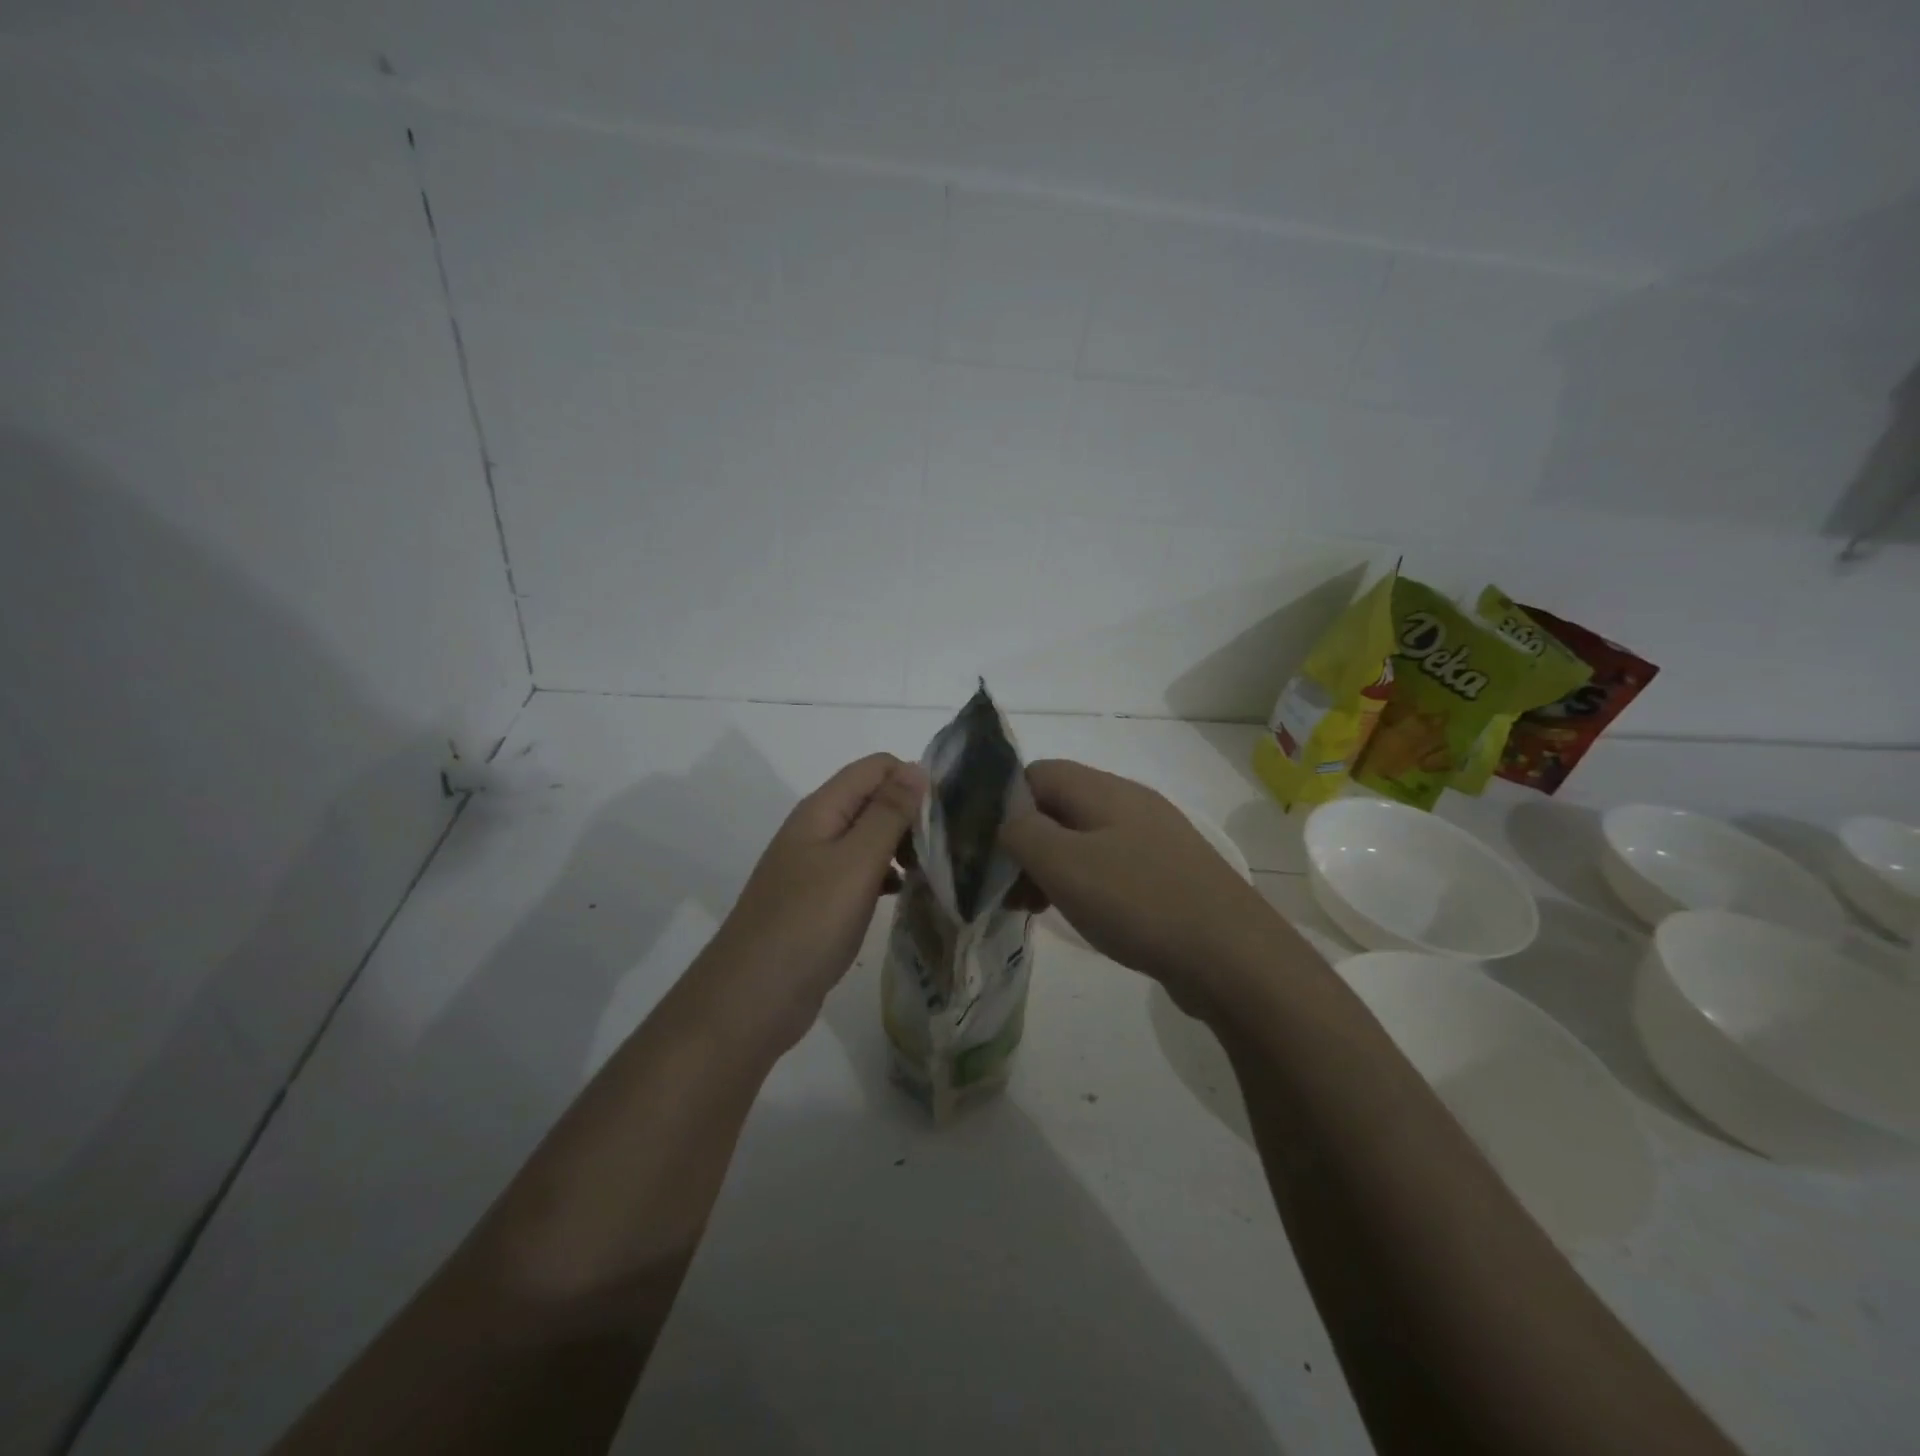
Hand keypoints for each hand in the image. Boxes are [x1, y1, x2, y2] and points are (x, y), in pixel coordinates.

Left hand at [703, 753, 927, 1049]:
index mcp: (822, 810)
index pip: (877, 767)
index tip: (950, 813)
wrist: (752, 998)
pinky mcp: (821, 900)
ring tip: (937, 871)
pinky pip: (862, 872)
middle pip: (873, 799)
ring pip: (870, 837)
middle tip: (948, 847)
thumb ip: (888, 814)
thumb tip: (917, 768)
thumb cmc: (807, 923)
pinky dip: (887, 876)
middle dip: (913, 814)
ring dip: (903, 846)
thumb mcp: (855, 863)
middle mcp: (818, 829)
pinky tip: (908, 895)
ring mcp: (817, 866)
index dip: (914, 780)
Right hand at [999, 759, 1275, 1015]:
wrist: (1232, 956)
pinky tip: (1079, 915)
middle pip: (1058, 807)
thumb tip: (1004, 819)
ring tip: (1033, 907)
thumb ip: (1021, 831)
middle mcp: (1129, 804)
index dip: (1003, 804)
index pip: (1036, 773)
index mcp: (1103, 790)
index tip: (987, 848)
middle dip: (1024, 842)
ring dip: (1051, 867)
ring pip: (1082, 839)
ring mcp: (1152, 839)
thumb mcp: (1064, 864)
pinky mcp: (1167, 874)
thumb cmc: (1139, 902)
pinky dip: (1083, 884)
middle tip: (1006, 888)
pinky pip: (1110, 865)